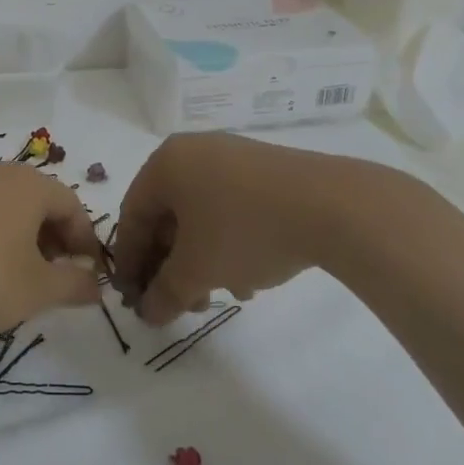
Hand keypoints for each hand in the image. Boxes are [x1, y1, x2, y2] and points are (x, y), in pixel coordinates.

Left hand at [0, 163, 102, 335]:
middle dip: (54, 237)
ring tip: (20, 272)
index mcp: (30, 186)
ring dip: (23, 235)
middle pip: (39, 201)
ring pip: (8, 205)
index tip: (87, 273)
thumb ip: (75, 284)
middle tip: (55, 274)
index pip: (72, 206)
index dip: (85, 241)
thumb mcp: (39, 289)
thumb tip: (96, 285)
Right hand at [111, 132, 405, 324]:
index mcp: (165, 164)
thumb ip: (164, 293)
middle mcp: (193, 152)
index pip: (133, 215)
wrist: (333, 206)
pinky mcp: (265, 170)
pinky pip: (231, 207)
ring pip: (201, 214)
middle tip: (180, 302)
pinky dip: (229, 242)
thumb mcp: (197, 269)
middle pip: (168, 215)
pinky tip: (250, 276)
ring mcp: (232, 157)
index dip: (130, 261)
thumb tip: (147, 312)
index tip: (134, 298)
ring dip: (202, 259)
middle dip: (171, 265)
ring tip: (222, 294)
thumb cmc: (245, 230)